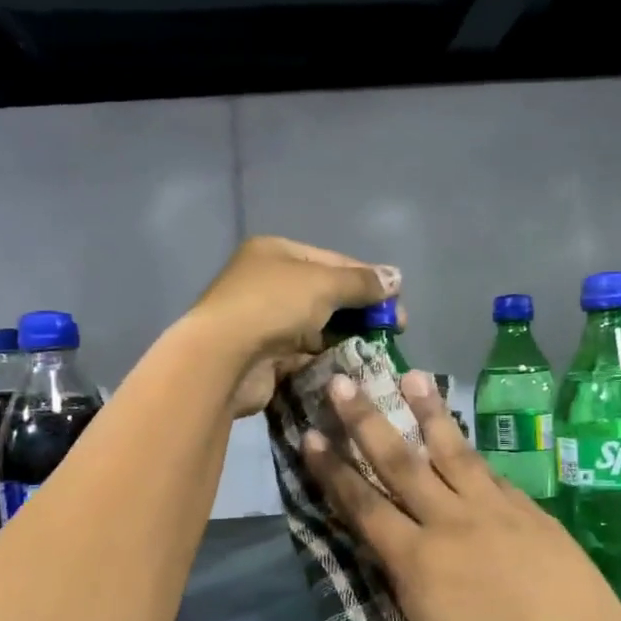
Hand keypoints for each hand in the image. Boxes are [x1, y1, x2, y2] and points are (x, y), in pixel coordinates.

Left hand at [183, 236, 398, 417]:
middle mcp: (268, 283)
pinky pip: (306, 354)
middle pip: (326, 294)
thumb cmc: (272, 306)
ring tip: (378, 350)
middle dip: (361, 311)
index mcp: (276, 253)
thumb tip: (396, 278)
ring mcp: (265, 322)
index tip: (396, 300)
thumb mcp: (323, 283)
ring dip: (347, 337)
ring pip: (317, 327)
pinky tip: (353, 367)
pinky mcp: (266, 357)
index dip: (367, 279)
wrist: (223, 359)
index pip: (332, 260)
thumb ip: (361, 282)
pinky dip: (328, 358)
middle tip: (393, 329)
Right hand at [301, 370, 620, 620]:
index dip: (332, 470)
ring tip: (412, 376)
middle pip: (400, 462)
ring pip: (452, 450)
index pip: (363, 505)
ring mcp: (493, 508)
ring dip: (428, 411)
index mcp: (417, 560)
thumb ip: (407, 579)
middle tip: (344, 383)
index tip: (311, 436)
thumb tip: (394, 545)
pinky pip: (490, 472)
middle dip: (367, 421)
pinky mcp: (527, 508)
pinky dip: (471, 452)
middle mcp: (449, 521)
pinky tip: (463, 436)